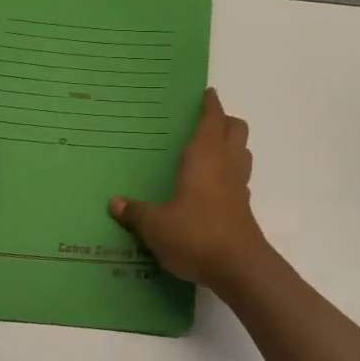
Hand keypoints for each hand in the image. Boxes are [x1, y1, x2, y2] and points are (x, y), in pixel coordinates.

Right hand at [110, 89, 273, 292]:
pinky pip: (239, 177)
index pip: (212, 119)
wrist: (239, 267)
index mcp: (205, 156)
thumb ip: (136, 212)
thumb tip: (115, 203)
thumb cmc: (196, 234)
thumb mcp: (156, 225)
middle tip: (205, 121)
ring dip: (231, 145)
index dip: (211, 104)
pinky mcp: (243, 206)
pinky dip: (230, 172)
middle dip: (224, 121)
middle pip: (236, 129)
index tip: (207, 93)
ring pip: (242, 151)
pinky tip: (213, 186)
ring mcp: (239, 185)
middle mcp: (226, 163)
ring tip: (209, 150)